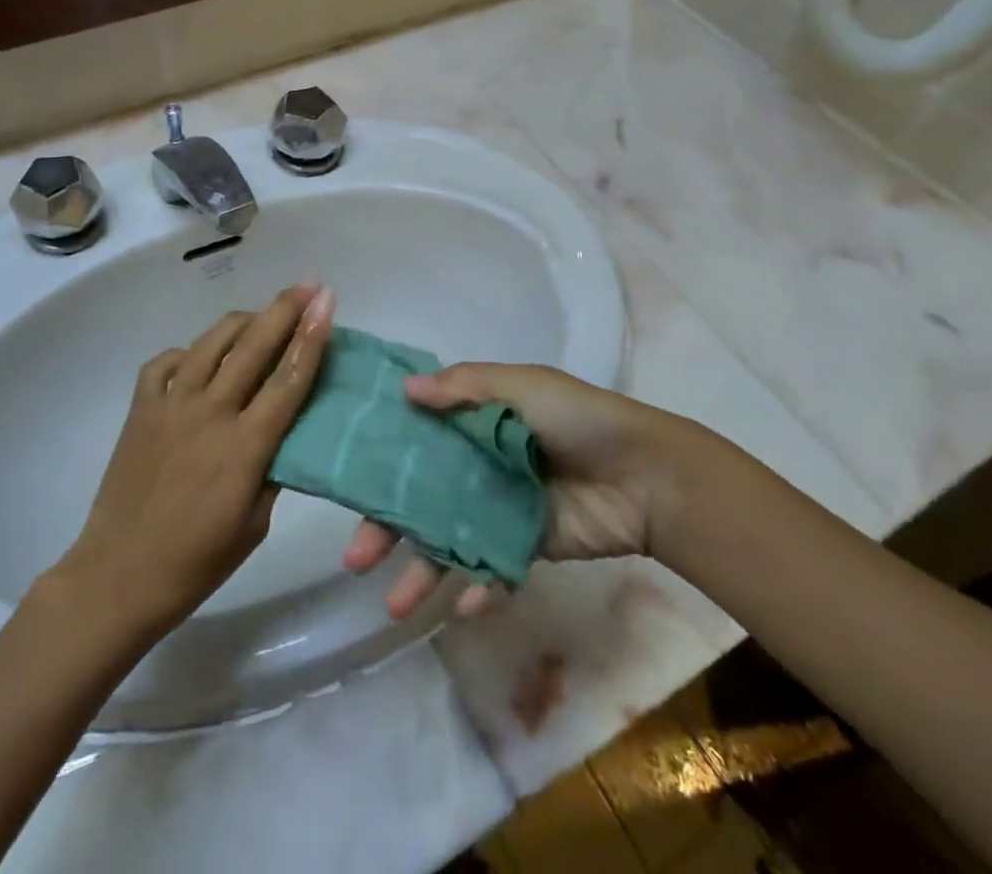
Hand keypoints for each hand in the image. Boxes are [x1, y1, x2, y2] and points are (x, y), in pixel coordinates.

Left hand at [53, 284, 334, 642]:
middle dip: (285, 309)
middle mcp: (210, 412)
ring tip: (261, 315)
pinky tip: (199, 358)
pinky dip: (188, 352)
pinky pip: (166, 362)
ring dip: (242, 321)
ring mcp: (170, 405)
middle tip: (307, 285)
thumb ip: (273, 469)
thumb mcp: (254, 525)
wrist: (118, 575)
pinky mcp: (140, 408)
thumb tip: (286, 432)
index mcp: (245, 446)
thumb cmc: (195, 562)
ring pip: (211, 343)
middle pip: (254, 346)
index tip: (326, 301)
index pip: (288, 379)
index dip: (312, 336)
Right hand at [342, 363, 692, 618]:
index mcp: (474, 420)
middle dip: (386, 527)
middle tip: (355, 557)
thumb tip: (404, 390)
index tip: (346, 478)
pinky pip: (490, 568)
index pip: (415, 439)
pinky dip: (477, 587)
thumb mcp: (521, 386)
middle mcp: (477, 464)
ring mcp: (497, 509)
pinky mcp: (524, 547)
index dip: (382, 458)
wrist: (645, 476)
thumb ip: (462, 387)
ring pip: (446, 540)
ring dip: (421, 572)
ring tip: (395, 606)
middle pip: (420, 497)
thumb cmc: (577, 419)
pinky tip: (466, 604)